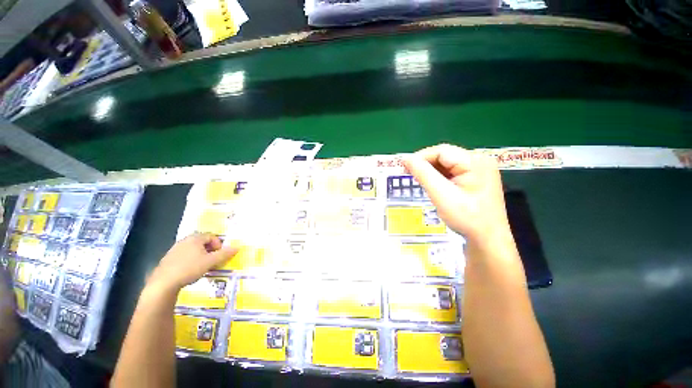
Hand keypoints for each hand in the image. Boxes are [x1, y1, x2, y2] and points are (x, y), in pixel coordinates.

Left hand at [148, 233, 237, 292]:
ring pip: (193, 249)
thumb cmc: (189, 268)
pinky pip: (184, 256)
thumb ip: (224, 254)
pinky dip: (191, 260)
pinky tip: (190, 271)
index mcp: (195, 238)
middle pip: (202, 242)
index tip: (219, 255)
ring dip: (201, 255)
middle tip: (213, 260)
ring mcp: (175, 249)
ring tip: (203, 266)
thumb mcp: (210, 261)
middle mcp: (184, 241)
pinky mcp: (168, 259)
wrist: (163, 283)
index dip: (219, 244)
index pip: (211, 236)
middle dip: (210, 250)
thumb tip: (237, 247)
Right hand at [404, 144, 511, 247]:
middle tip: (410, 177)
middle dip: (426, 165)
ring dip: (431, 172)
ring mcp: (479, 170)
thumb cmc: (466, 218)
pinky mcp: (476, 178)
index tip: (404, 168)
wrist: (488, 240)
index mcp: (475, 161)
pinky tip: (434, 187)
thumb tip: (406, 158)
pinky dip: (440, 177)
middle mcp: (479, 160)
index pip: (441, 151)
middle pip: (445, 156)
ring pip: (447, 164)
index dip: (420, 157)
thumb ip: (423, 174)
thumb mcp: (441, 195)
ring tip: (421, 183)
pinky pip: (453, 172)